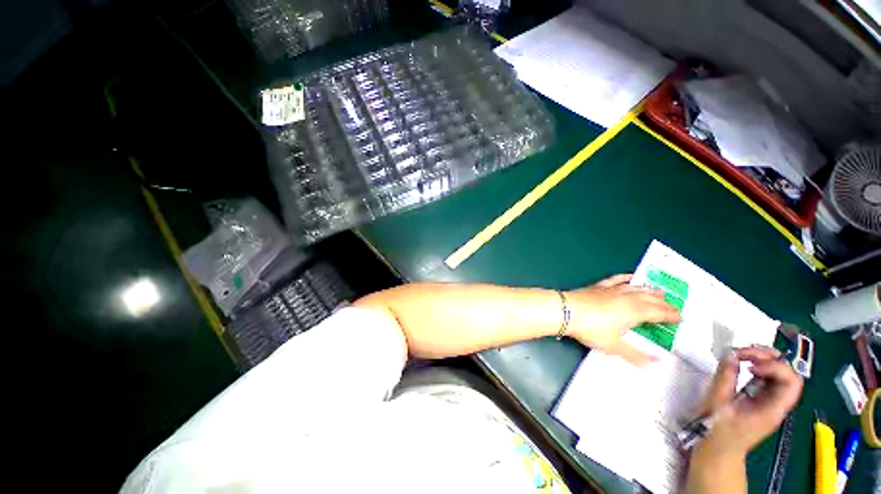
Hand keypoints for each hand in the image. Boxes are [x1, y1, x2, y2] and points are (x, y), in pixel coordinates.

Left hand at [566, 274, 680, 365]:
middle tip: (674, 307)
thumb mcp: (614, 346)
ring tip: (660, 292)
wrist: (567, 310)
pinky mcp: (599, 286)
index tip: (680, 318)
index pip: (659, 313)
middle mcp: (627, 297)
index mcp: (635, 311)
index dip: (671, 316)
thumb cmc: (591, 329)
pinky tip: (630, 277)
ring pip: (636, 288)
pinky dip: (626, 278)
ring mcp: (612, 290)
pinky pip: (616, 280)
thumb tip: (655, 363)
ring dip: (649, 290)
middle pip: (650, 299)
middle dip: (664, 304)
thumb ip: (635, 355)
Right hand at [695, 346, 803, 457]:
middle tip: (743, 352)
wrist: (717, 450)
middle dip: (768, 357)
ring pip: (776, 371)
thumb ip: (725, 378)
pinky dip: (753, 363)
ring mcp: (767, 398)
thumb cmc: (717, 430)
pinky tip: (739, 361)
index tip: (750, 366)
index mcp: (773, 409)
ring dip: (761, 357)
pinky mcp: (757, 395)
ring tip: (739, 353)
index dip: (775, 368)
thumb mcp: (718, 404)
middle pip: (786, 373)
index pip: (791, 383)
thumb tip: (730, 354)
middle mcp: (775, 402)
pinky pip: (763, 375)